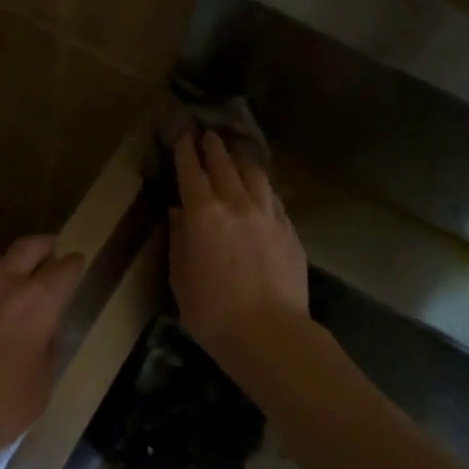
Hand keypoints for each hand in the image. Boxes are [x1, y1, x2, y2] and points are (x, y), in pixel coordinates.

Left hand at [0, 235, 85, 460]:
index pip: (66, 268)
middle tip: (47, 252)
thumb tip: (44, 335)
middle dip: (42, 246)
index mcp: (40, 303)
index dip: (73, 265)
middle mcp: (5, 282)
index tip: (75, 265)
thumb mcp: (40, 389)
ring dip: (2, 266)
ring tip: (2, 280)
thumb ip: (47, 353)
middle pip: (29, 246)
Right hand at [169, 130, 308, 369]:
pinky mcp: (289, 230)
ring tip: (235, 153)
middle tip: (207, 135)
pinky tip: (260, 187)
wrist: (269, 333)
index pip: (192, 172)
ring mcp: (268, 215)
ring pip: (255, 175)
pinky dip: (261, 185)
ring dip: (241, 160)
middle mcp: (237, 204)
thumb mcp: (180, 278)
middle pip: (225, 166)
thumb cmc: (212, 311)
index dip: (186, 151)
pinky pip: (273, 197)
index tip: (183, 135)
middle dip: (214, 148)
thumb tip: (179, 212)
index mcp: (204, 215)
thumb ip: (180, 240)